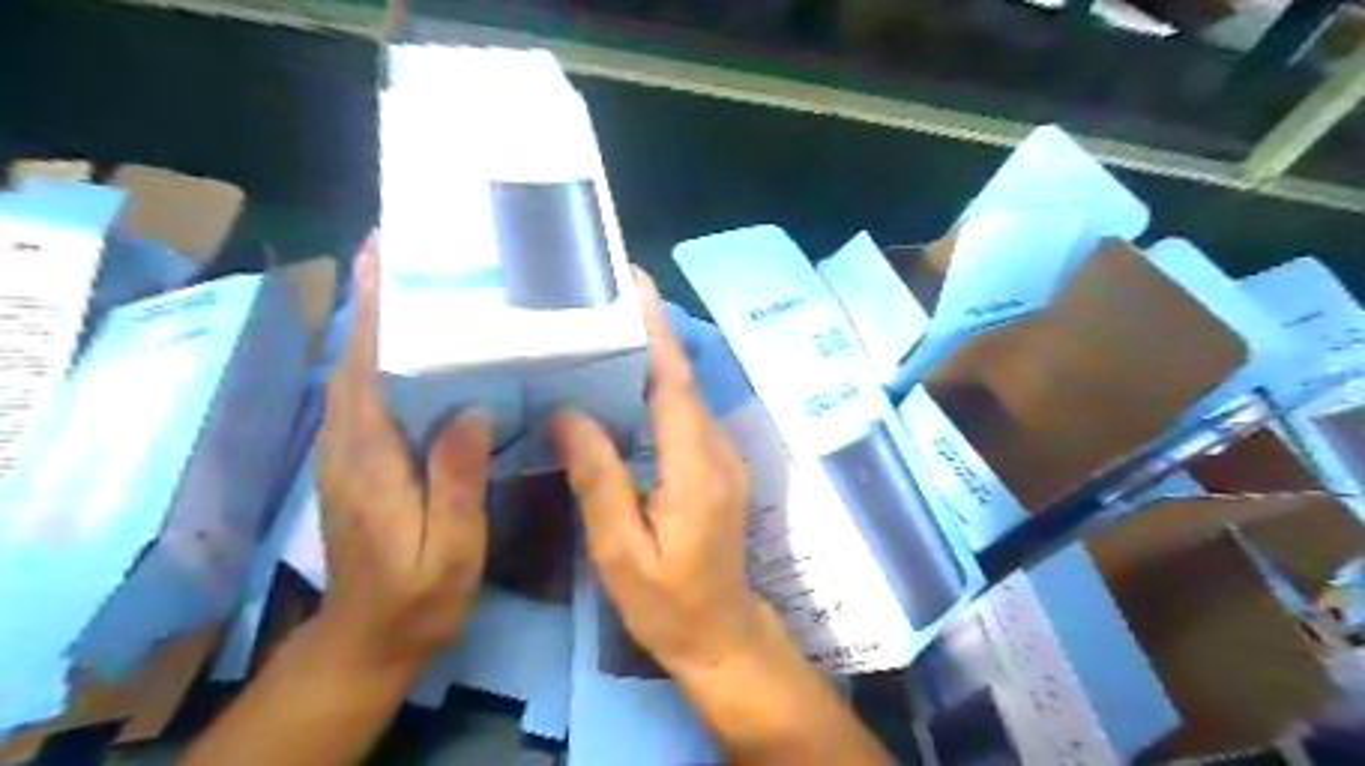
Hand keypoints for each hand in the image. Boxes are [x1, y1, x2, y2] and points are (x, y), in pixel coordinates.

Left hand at [313, 237, 495, 679]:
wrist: (370, 638)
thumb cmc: (418, 597)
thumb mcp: (450, 549)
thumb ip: (456, 482)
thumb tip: (470, 409)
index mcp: (370, 461)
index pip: (366, 371)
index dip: (372, 312)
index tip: (382, 257)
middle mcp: (348, 443)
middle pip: (355, 357)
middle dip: (372, 299)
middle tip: (404, 248)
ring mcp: (349, 450)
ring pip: (358, 371)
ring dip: (376, 320)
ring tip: (411, 278)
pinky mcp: (359, 458)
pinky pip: (369, 392)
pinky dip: (383, 355)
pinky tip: (416, 342)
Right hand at [549, 267, 777, 676]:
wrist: (720, 632)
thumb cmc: (667, 602)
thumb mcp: (621, 550)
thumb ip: (598, 478)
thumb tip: (568, 411)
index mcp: (695, 465)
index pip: (673, 381)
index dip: (654, 329)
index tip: (633, 281)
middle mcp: (716, 448)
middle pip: (679, 378)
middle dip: (647, 330)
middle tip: (602, 294)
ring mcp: (721, 455)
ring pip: (683, 393)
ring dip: (650, 356)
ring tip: (604, 326)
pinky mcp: (715, 464)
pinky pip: (683, 413)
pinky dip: (655, 387)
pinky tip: (622, 382)